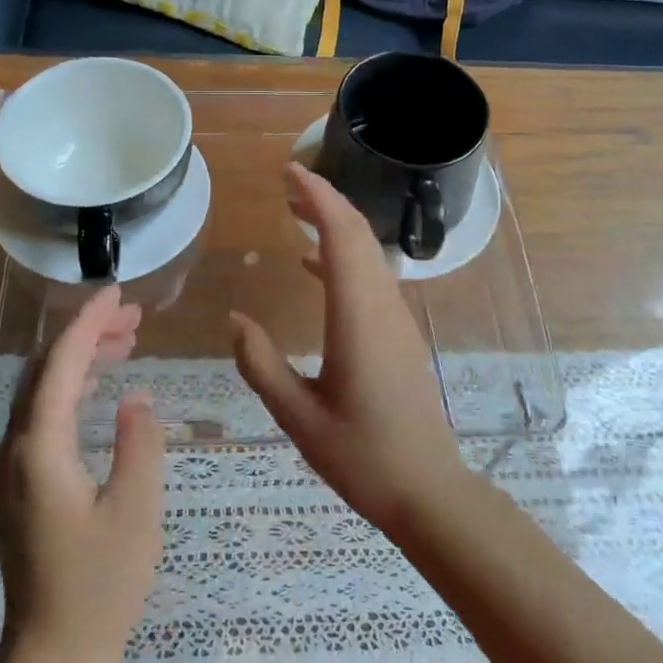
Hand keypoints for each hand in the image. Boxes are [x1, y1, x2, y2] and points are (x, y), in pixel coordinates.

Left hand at [0, 286, 164, 662]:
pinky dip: (73, 389)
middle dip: (86, 334)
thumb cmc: (98, 588)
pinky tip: (101, 390)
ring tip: (126, 342)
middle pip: (46, 370)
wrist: (49, 658)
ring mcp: (13, 468)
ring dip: (81, 359)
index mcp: (40, 448)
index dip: (88, 322)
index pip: (61, 363)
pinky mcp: (21, 485)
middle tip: (133, 316)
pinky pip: (43, 416)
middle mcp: (16, 448)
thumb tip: (137, 398)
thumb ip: (139, 445)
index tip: (118, 292)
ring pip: (42, 392)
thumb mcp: (135, 512)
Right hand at [230, 163, 471, 533]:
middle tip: (287, 183)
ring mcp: (397, 320)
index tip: (290, 172)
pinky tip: (313, 266)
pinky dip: (344, 257)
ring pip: (368, 254)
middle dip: (325, 201)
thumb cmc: (362, 456)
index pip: (342, 237)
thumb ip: (261, 365)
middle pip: (359, 235)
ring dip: (335, 225)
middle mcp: (383, 307)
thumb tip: (235, 320)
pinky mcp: (400, 334)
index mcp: (358, 318)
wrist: (427, 490)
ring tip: (296, 212)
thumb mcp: (298, 417)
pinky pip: (372, 278)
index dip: (318, 198)